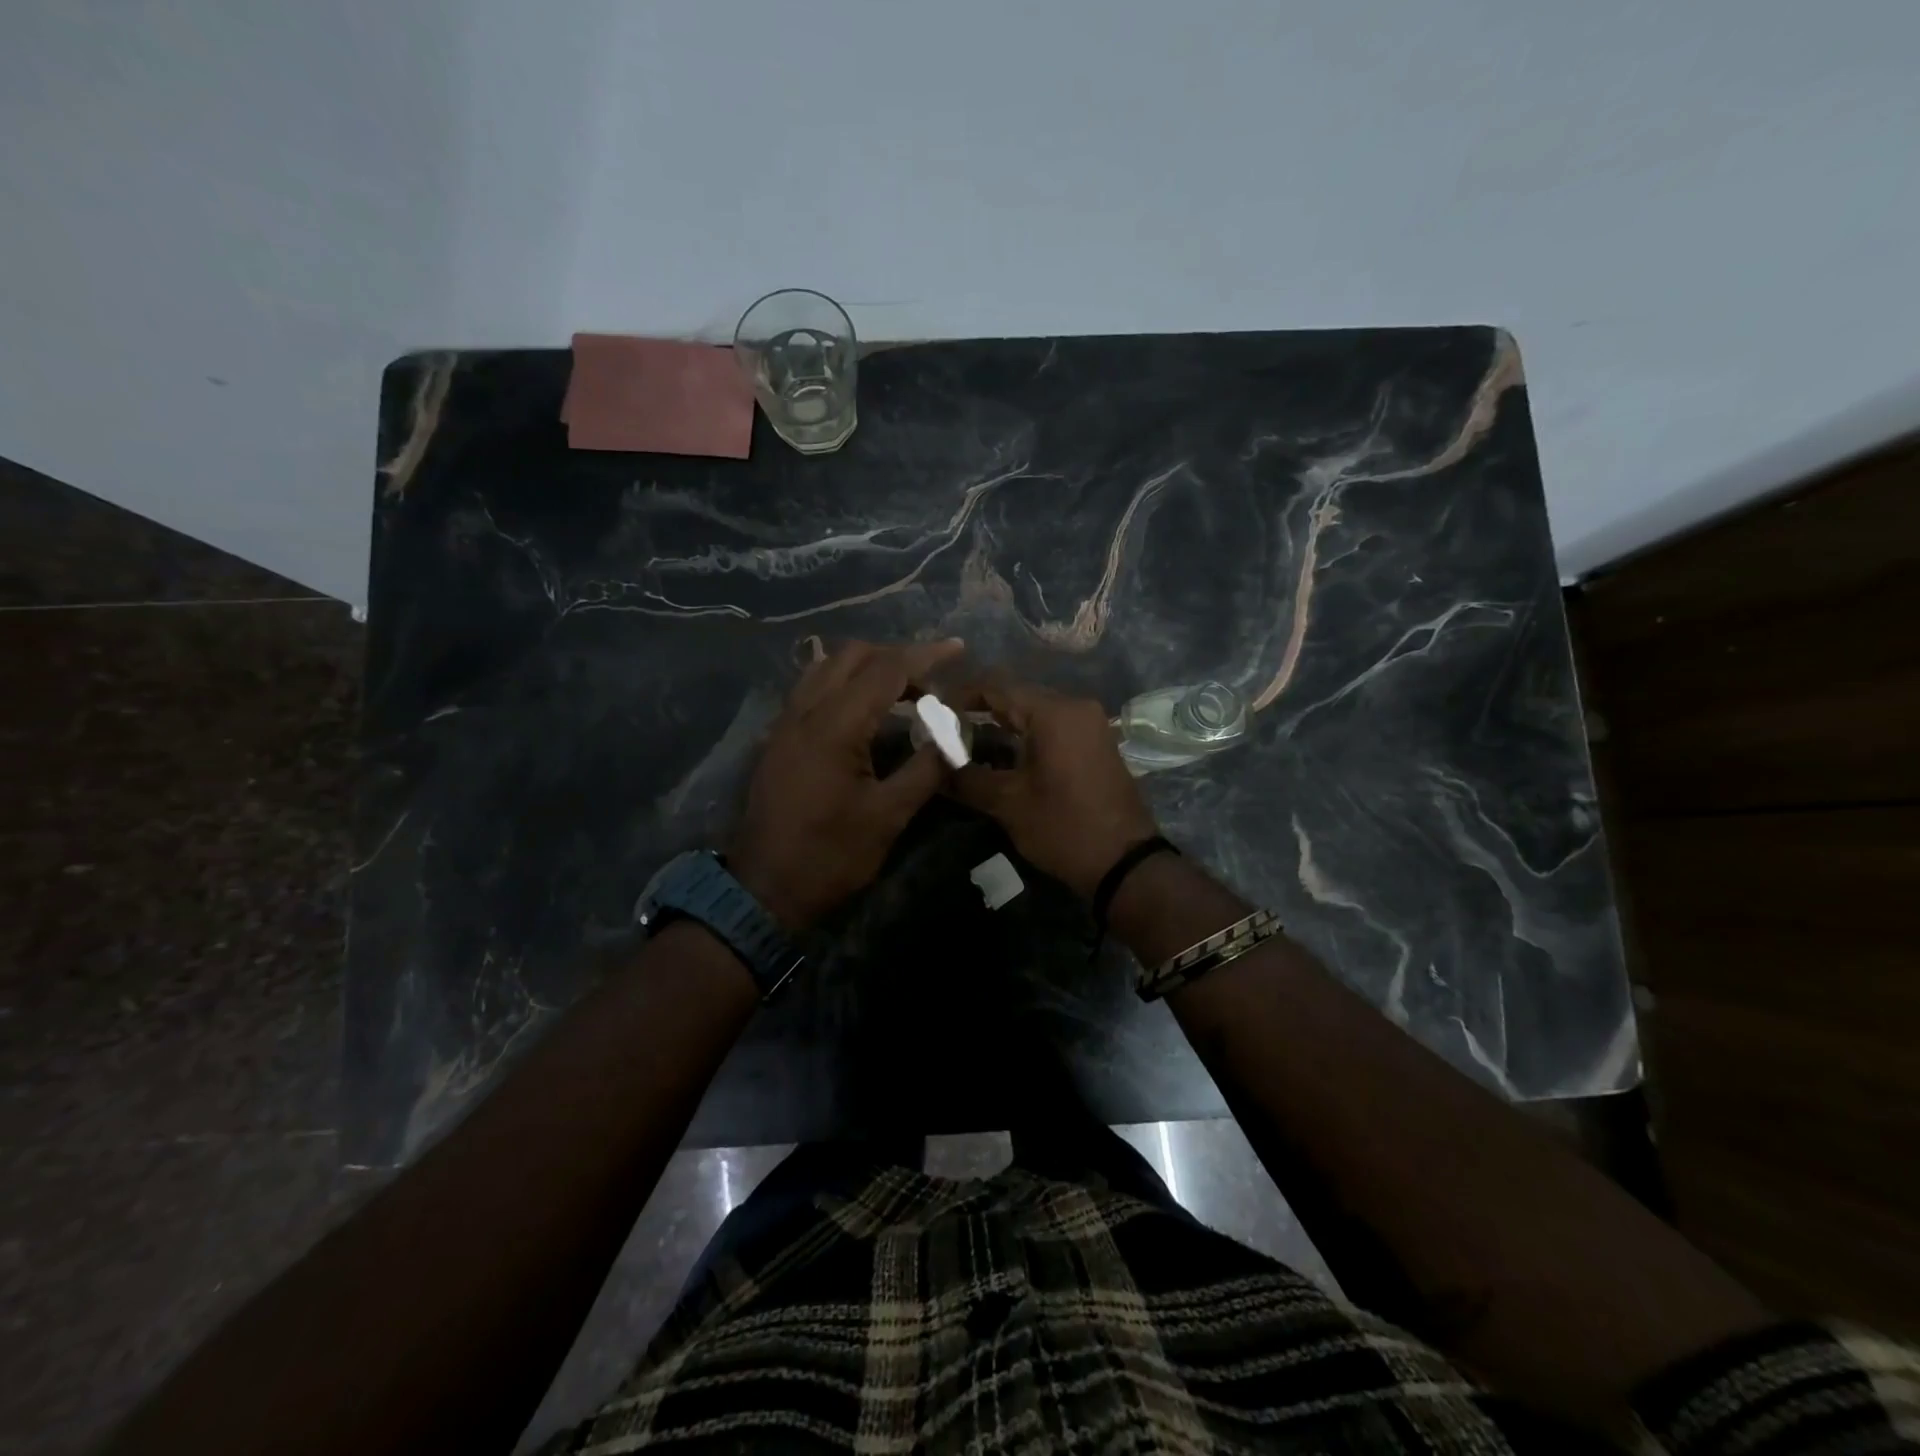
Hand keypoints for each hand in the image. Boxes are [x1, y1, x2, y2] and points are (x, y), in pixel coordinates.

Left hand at [728, 639, 964, 929]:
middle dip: (896, 657)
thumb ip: (926, 768)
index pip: (886, 669)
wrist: (765, 888)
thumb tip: (955, 737)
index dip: (925, 655)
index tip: (957, 649)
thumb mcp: (888, 816)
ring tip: (900, 690)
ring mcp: (786, 722)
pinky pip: (812, 687)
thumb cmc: (831, 855)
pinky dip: (842, 682)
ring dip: (867, 666)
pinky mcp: (778, 738)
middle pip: (853, 656)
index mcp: (836, 726)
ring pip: (827, 667)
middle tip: (930, 682)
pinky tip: (862, 708)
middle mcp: (806, 711)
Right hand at [949, 678, 1158, 900]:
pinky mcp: (1096, 741)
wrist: (1125, 862)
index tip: (934, 712)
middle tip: (947, 729)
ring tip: (968, 741)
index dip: (961, 695)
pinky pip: (1054, 724)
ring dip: (1003, 721)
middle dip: (980, 708)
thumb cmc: (1064, 828)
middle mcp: (1075, 706)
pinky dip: (1027, 732)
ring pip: (1036, 709)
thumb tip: (934, 766)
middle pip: (1017, 694)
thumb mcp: (1008, 804)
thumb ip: (967, 778)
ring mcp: (1090, 723)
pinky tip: (1004, 753)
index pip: (996, 686)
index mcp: (1053, 713)